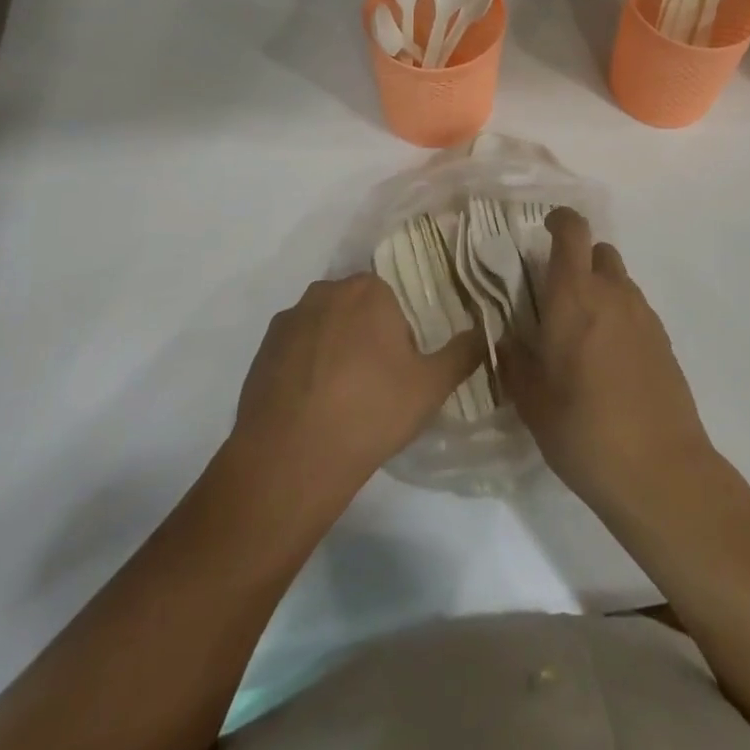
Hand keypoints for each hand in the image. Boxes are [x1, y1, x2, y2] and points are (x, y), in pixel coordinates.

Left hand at [229, 272, 480, 512]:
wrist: (290, 459)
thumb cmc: (370, 412)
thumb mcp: (430, 387)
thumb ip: (463, 353)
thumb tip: (487, 330)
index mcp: (368, 290)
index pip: (392, 297)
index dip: (400, 331)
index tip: (402, 365)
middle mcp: (326, 291)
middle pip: (357, 307)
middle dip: (367, 334)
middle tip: (376, 381)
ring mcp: (289, 318)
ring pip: (324, 325)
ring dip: (334, 347)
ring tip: (341, 396)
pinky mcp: (263, 348)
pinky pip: (296, 348)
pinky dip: (305, 365)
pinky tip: (312, 403)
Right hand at [502, 210, 714, 515]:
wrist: (661, 472)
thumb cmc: (584, 431)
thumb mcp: (531, 400)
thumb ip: (514, 360)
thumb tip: (506, 338)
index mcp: (574, 296)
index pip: (572, 231)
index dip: (558, 220)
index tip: (543, 231)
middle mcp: (612, 293)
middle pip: (598, 250)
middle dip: (577, 260)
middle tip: (555, 294)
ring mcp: (644, 315)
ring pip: (618, 280)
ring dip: (599, 289)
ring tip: (580, 333)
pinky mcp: (664, 341)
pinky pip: (635, 309)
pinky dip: (618, 316)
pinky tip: (607, 360)